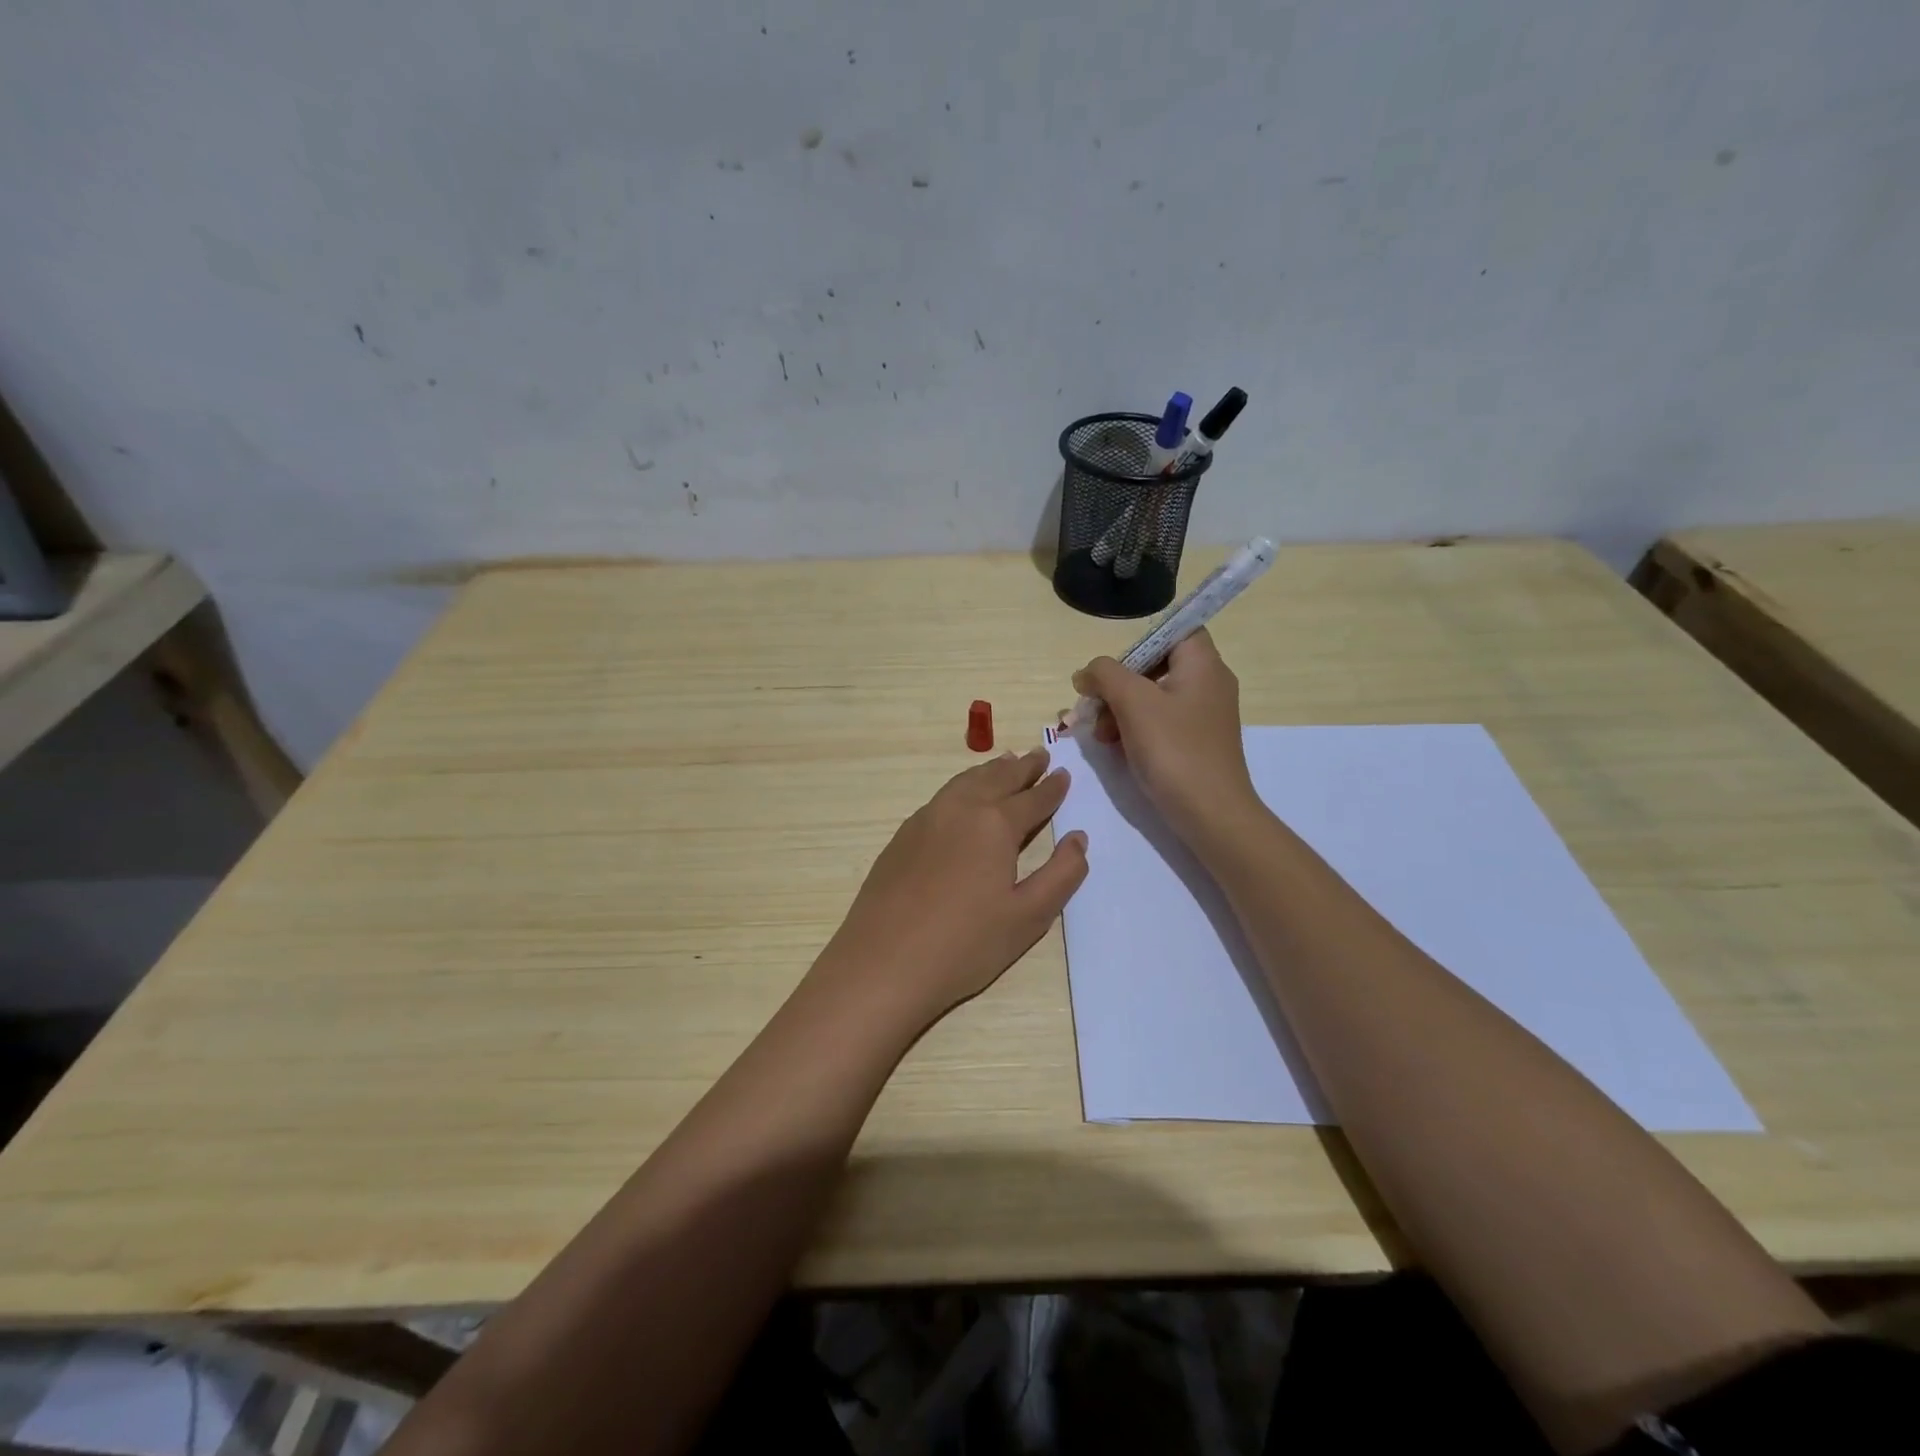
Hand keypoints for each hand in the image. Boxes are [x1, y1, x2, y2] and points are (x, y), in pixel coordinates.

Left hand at [817, 748, 1088, 1027]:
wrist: (883, 963)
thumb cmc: (965, 945)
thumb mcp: (1028, 917)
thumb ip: (1061, 874)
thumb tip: (1078, 838)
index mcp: (995, 824)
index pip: (1032, 798)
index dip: (1052, 788)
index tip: (1064, 773)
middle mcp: (959, 809)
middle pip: (997, 779)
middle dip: (1022, 767)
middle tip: (1039, 756)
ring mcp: (925, 819)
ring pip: (965, 782)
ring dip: (990, 771)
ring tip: (1005, 763)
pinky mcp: (902, 836)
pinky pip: (942, 797)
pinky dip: (963, 786)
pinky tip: (963, 796)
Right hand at [1072, 630, 1258, 842]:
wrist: (1212, 815)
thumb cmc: (1175, 750)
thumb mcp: (1133, 703)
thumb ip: (1105, 675)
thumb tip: (1087, 673)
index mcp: (1203, 664)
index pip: (1174, 630)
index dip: (1140, 644)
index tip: (1114, 670)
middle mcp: (1209, 683)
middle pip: (1156, 665)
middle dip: (1118, 685)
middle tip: (1095, 708)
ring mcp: (1204, 715)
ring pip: (1153, 697)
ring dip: (1120, 710)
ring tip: (1100, 736)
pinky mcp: (1196, 742)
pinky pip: (1160, 722)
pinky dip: (1135, 729)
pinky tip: (1116, 749)